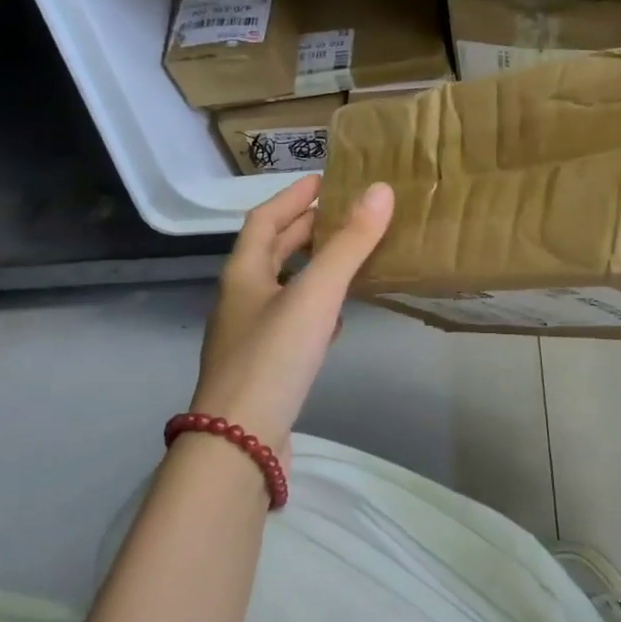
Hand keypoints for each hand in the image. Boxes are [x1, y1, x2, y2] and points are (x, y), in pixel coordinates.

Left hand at [191, 175, 394, 460]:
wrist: (239, 441)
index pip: (264, 220)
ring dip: (310, 269)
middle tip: (342, 215)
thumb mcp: (315, 295)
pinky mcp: (264, 367)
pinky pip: (291, 324)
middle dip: (304, 230)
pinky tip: (336, 320)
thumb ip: (349, 245)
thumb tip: (381, 191)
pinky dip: (314, 309)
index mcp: (243, 274)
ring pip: (282, 288)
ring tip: (346, 259)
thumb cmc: (273, 357)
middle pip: (270, 252)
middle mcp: (240, 299)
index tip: (322, 181)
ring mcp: (249, 336)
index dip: (292, 197)